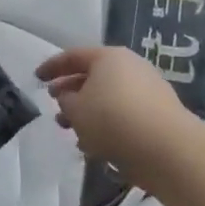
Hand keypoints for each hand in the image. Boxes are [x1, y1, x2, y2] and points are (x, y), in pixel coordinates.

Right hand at [35, 46, 193, 168]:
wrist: (167, 149)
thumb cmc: (112, 120)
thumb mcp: (75, 109)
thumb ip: (65, 100)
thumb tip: (67, 96)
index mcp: (108, 57)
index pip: (73, 56)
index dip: (51, 67)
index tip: (36, 78)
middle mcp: (131, 67)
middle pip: (93, 76)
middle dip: (71, 92)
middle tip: (55, 105)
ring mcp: (149, 90)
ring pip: (108, 98)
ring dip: (88, 113)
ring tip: (73, 131)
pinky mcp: (160, 114)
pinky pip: (124, 114)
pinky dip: (108, 124)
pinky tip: (96, 144)